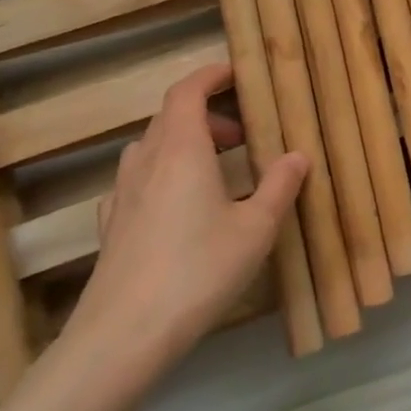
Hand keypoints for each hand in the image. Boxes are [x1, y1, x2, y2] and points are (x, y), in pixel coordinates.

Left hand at [69, 63, 308, 377]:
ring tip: (216, 169)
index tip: (236, 73)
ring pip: (151, 149)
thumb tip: (298, 156)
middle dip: (207, 115)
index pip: (187, 93)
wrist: (123, 336)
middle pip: (169, 118)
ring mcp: (122, 196)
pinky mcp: (111, 227)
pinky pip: (138, 181)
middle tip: (242, 135)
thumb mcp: (256, 229)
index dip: (210, 76)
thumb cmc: (199, 270)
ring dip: (184, 144)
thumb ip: (279, 187)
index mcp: (181, 151)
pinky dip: (163, 175)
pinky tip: (179, 206)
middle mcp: (146, 164)